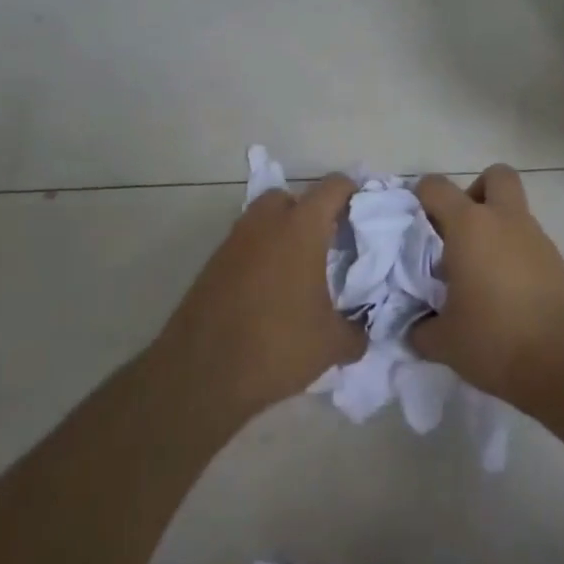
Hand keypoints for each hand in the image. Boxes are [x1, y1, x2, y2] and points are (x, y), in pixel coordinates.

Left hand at [153, 175, 363, 420]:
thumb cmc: (276, 346)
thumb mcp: (331, 344)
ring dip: (280, 233)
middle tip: (326, 243)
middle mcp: (265, 224)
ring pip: (262, 220)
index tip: (363, 213)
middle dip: (308, 212)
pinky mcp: (211, 266)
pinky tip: (269, 292)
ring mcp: (233, 243)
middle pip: (289, 197)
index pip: (333, 187)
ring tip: (298, 271)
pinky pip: (243, 247)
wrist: (200, 376)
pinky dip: (259, 257)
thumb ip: (356, 331)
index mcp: (301, 229)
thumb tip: (363, 331)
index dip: (352, 193)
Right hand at [410, 164, 563, 405]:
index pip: (436, 188)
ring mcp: (537, 239)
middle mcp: (506, 220)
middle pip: (495, 176)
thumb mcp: (444, 341)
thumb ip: (421, 328)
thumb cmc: (496, 340)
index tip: (413, 226)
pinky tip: (503, 295)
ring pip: (514, 212)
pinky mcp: (558, 262)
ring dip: (496, 229)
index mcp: (470, 226)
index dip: (420, 198)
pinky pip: (529, 243)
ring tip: (477, 276)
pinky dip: (514, 255)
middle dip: (475, 192)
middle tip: (459, 231)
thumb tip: (416, 327)